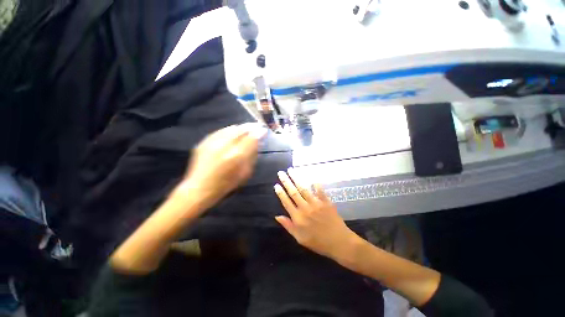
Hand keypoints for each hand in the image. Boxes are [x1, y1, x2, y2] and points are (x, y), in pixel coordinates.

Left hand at [175, 123, 266, 208]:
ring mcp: (212, 142)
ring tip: (246, 129)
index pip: (251, 138)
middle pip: (241, 130)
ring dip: (240, 128)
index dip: (259, 132)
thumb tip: (258, 143)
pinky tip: (233, 132)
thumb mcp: (245, 173)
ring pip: (230, 128)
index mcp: (236, 156)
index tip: (263, 130)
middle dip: (250, 127)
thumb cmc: (226, 184)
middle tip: (256, 127)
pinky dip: (229, 130)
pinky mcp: (204, 142)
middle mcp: (224, 146)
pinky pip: (220, 131)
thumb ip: (252, 156)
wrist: (199, 188)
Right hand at [274, 170, 358, 260]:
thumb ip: (288, 226)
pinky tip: (312, 178)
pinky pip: (320, 191)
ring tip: (291, 170)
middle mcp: (305, 208)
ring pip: (304, 189)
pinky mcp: (326, 202)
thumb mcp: (300, 239)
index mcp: (298, 218)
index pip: (286, 202)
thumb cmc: (318, 242)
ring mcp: (316, 204)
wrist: (339, 243)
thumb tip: (277, 216)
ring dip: (297, 179)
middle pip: (293, 192)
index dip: (281, 193)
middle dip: (286, 182)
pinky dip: (316, 184)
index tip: (276, 185)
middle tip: (281, 173)